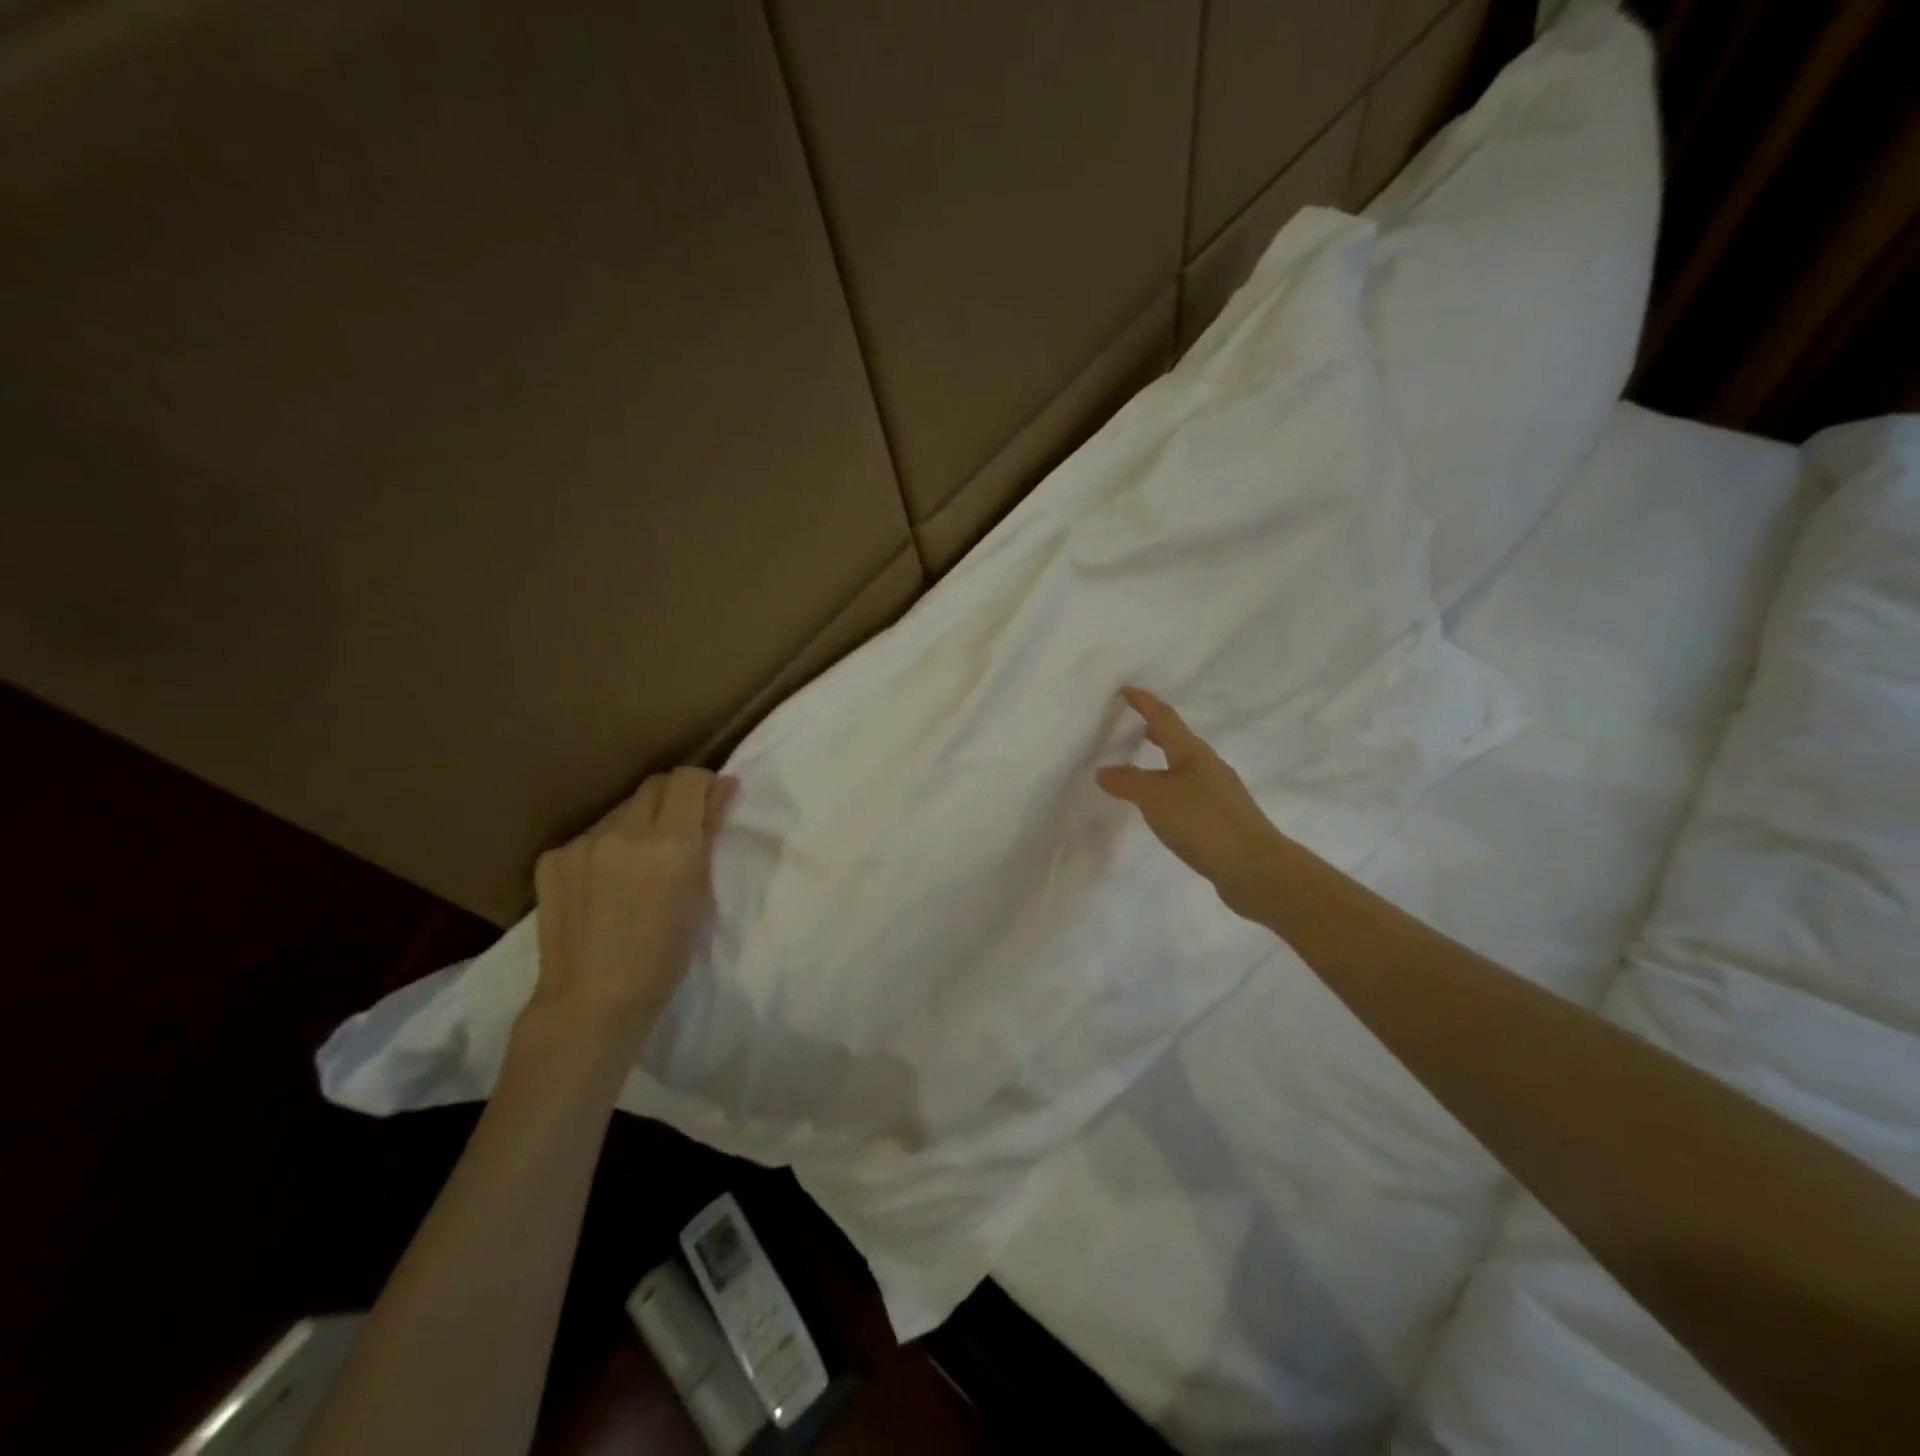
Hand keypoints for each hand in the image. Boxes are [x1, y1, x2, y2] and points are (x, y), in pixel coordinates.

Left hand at [529, 766, 738, 1052]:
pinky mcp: (551, 859)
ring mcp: (581, 843)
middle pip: (654, 786)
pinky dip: (605, 848)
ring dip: (638, 824)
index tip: (710, 803)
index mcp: (669, 843)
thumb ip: (708, 833)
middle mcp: (623, 832)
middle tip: (679, 834)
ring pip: (621, 811)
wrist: (592, 1001)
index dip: (704, 784)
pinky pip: (590, 836)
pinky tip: (603, 883)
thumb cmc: (664, 955)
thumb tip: (723, 786)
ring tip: (637, 865)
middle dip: (673, 800)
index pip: (688, 779)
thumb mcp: (700, 894)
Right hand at [1096, 687, 1287, 919]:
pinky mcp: (1222, 820)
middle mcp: (1209, 767)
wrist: (1256, 868)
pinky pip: (1189, 794)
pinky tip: (1162, 807)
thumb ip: (1128, 783)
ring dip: (1164, 762)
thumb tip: (1103, 770)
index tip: (1127, 690)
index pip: (1164, 719)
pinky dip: (1171, 789)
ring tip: (1143, 766)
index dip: (1145, 703)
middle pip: (1179, 741)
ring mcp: (1219, 794)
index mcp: (1193, 753)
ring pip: (1185, 768)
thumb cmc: (1204, 823)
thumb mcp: (1156, 799)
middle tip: (1136, 726)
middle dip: (1157, 732)